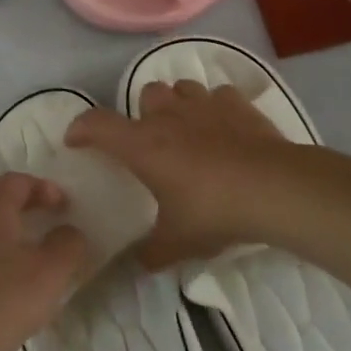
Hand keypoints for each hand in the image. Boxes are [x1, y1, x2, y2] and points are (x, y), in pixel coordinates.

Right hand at [65, 80, 291, 266]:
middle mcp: (168, 116)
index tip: (76, 140)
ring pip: (181, 89)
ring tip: (189, 130)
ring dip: (179, 105)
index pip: (97, 124)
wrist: (273, 188)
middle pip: (145, 94)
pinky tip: (225, 129)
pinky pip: (218, 96)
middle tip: (153, 141)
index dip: (81, 128)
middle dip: (145, 113)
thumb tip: (140, 261)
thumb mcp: (178, 242)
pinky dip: (217, 109)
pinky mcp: (236, 103)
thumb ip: (153, 251)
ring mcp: (203, 104)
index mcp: (143, 145)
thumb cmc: (214, 211)